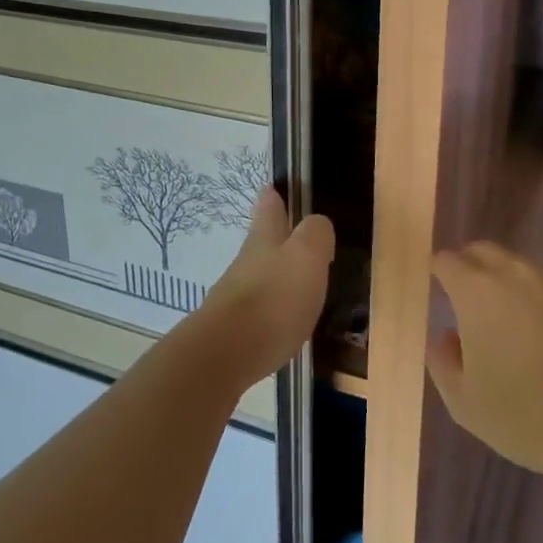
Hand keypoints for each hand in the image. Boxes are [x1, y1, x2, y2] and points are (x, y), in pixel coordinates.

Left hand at [193, 187, 332, 388]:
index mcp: (264, 240)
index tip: (272, 188)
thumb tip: (316, 223)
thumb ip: (315, 234)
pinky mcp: (234, 331)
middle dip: (273, 235)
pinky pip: (258, 311)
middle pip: (260, 242)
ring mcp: (236, 297)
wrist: (225, 355)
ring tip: (295, 279)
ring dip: (274, 274)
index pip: (268, 208)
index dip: (272, 197)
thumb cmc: (273, 298)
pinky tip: (284, 320)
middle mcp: (246, 263)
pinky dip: (272, 308)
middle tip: (288, 231)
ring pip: (258, 276)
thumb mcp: (306, 257)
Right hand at [427, 243, 542, 482]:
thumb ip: (442, 361)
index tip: (438, 292)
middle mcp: (517, 274)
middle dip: (471, 268)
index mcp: (477, 291)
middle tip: (470, 303)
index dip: (438, 273)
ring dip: (511, 288)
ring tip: (516, 329)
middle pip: (484, 251)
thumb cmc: (526, 414)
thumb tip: (444, 337)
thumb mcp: (465, 402)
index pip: (447, 261)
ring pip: (524, 271)